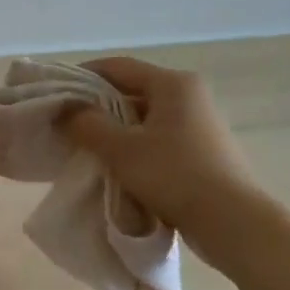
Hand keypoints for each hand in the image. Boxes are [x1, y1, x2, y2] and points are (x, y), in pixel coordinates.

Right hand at [59, 57, 279, 267]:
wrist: (231, 222)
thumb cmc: (173, 175)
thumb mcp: (120, 149)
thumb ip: (87, 124)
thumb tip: (66, 110)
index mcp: (172, 83)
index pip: (117, 66)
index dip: (83, 76)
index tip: (57, 95)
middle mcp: (190, 95)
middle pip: (132, 90)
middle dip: (98, 106)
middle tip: (69, 126)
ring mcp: (200, 123)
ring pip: (145, 117)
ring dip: (116, 130)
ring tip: (89, 149)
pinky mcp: (204, 150)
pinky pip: (159, 138)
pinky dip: (136, 146)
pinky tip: (120, 167)